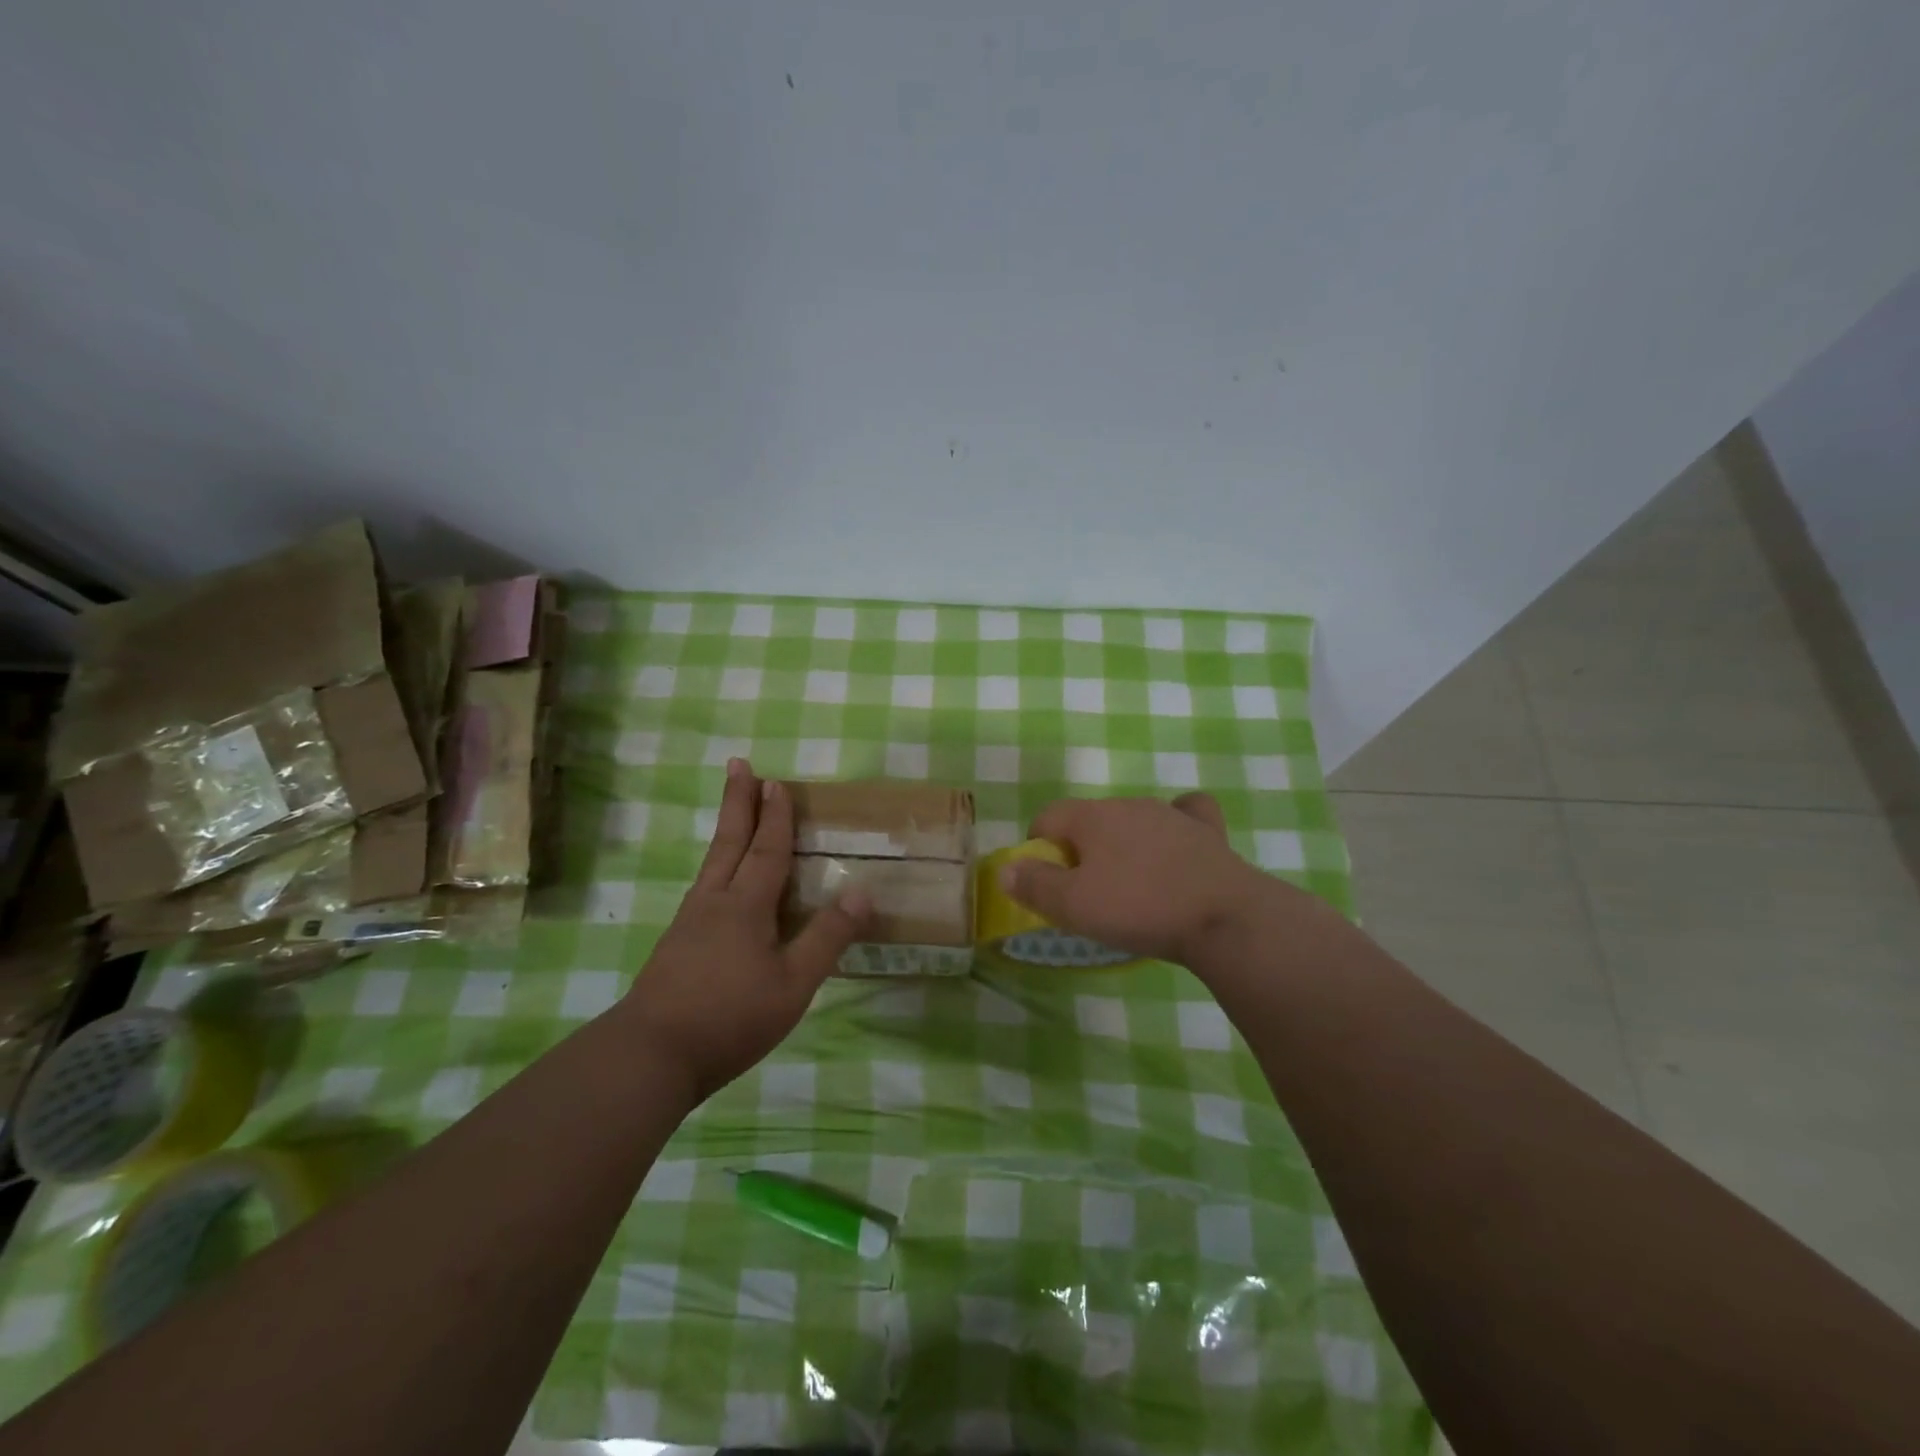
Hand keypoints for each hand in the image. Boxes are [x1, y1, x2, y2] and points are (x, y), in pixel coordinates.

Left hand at [621, 759, 869, 1100]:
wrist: (650, 1054)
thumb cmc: (730, 1017)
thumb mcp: (794, 983)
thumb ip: (827, 937)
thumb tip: (863, 891)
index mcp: (746, 906)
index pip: (767, 850)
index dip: (775, 816)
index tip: (776, 781)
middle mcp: (714, 902)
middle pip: (729, 842)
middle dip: (737, 802)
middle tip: (737, 764)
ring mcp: (689, 923)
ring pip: (712, 863)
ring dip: (726, 830)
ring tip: (731, 811)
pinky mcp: (675, 945)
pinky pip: (703, 887)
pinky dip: (716, 866)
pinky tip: (716, 884)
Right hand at [1000, 793, 1275, 963]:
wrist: (1222, 917)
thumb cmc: (1138, 908)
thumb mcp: (1073, 906)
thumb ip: (1034, 885)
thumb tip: (1006, 869)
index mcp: (1092, 816)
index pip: (1048, 817)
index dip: (1037, 848)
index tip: (1047, 884)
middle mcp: (1128, 804)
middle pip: (1089, 820)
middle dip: (1080, 849)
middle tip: (1087, 893)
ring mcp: (1171, 814)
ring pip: (1132, 820)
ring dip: (1122, 845)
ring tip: (1131, 885)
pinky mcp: (1206, 831)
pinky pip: (1185, 815)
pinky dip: (1176, 826)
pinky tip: (1177, 845)